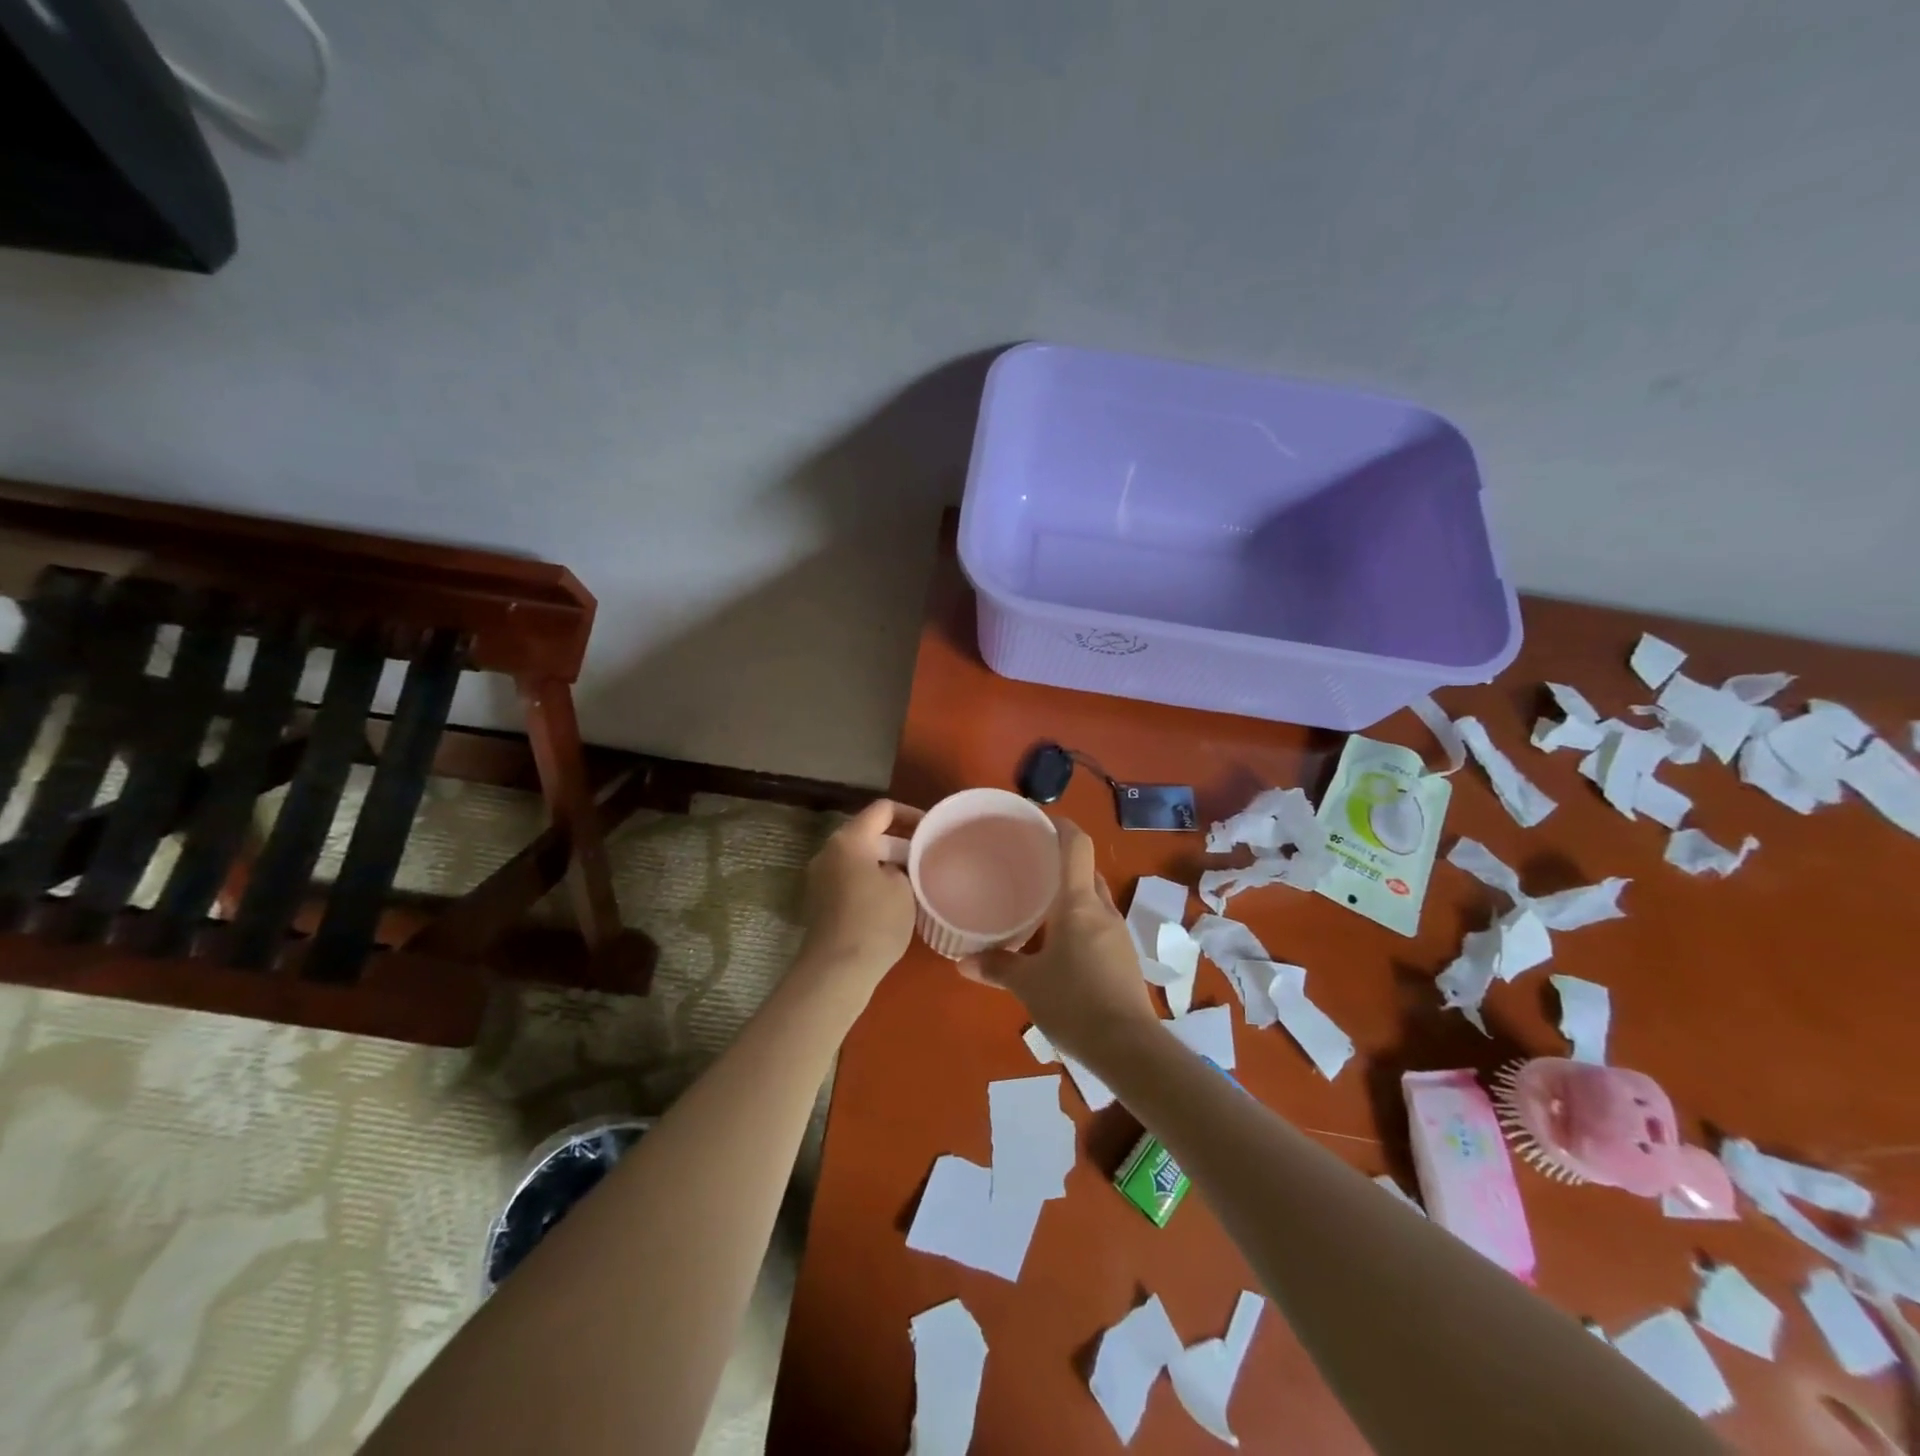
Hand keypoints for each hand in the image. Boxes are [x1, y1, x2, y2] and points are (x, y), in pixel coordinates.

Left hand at [797, 799, 923, 994]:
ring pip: (860, 858)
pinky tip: (894, 899)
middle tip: (928, 857)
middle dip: (900, 843)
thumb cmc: (875, 922)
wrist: (837, 971)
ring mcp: (820, 877)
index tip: (933, 830)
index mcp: (849, 839)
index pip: (883, 809)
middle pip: (869, 834)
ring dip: (886, 863)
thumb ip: (905, 867)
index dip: (911, 814)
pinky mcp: (819, 901)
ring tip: (916, 878)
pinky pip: (850, 878)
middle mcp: (829, 851)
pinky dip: (871, 880)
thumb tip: (898, 868)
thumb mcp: (904, 888)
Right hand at [964, 818, 1158, 1063]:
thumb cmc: (1074, 1003)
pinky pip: (1098, 926)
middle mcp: (1102, 910)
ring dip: (1071, 896)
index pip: (1077, 846)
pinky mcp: (1124, 959)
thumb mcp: (1028, 984)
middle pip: (1086, 872)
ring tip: (1039, 905)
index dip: (1061, 826)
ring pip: (1093, 901)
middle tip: (1029, 867)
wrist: (1129, 1048)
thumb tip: (962, 962)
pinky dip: (1079, 923)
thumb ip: (996, 967)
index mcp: (1079, 903)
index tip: (1040, 820)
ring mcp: (1118, 935)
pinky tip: (1059, 944)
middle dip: (1061, 864)